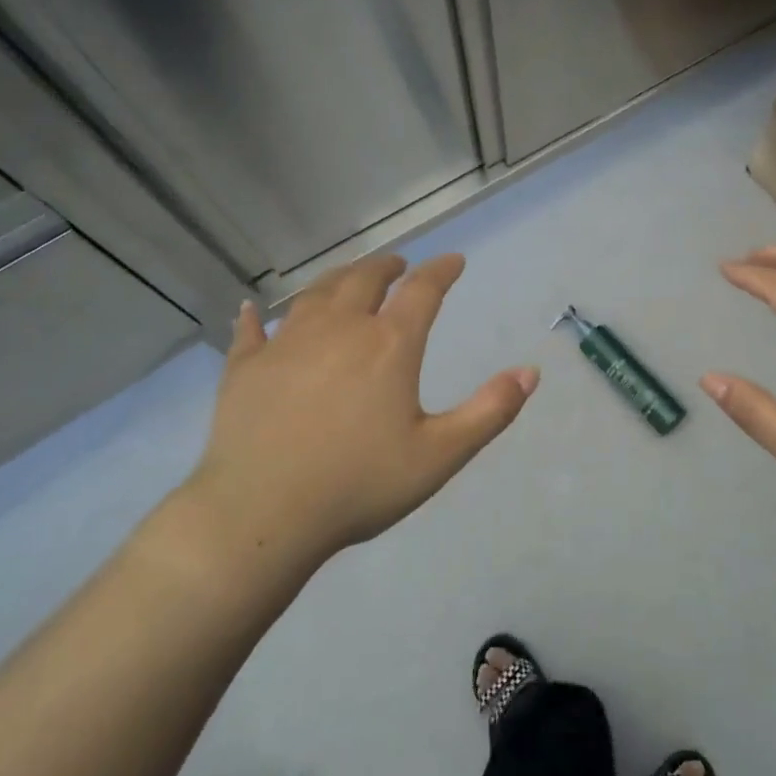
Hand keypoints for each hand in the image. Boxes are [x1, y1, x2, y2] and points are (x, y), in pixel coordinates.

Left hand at [173, 253, 537, 571]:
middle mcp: (338, 329)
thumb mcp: (440, 455)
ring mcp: (286, 344)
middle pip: (364, 279)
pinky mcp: (245, 368)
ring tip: (347, 277)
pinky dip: (256, 317)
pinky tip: (252, 310)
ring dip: (336, 279)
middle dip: (386, 266)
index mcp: (389, 345)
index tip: (453, 261)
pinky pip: (252, 331)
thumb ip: (489, 411)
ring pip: (314, 295)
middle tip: (397, 264)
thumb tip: (530, 372)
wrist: (263, 514)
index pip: (422, 291)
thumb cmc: (359, 484)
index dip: (440, 271)